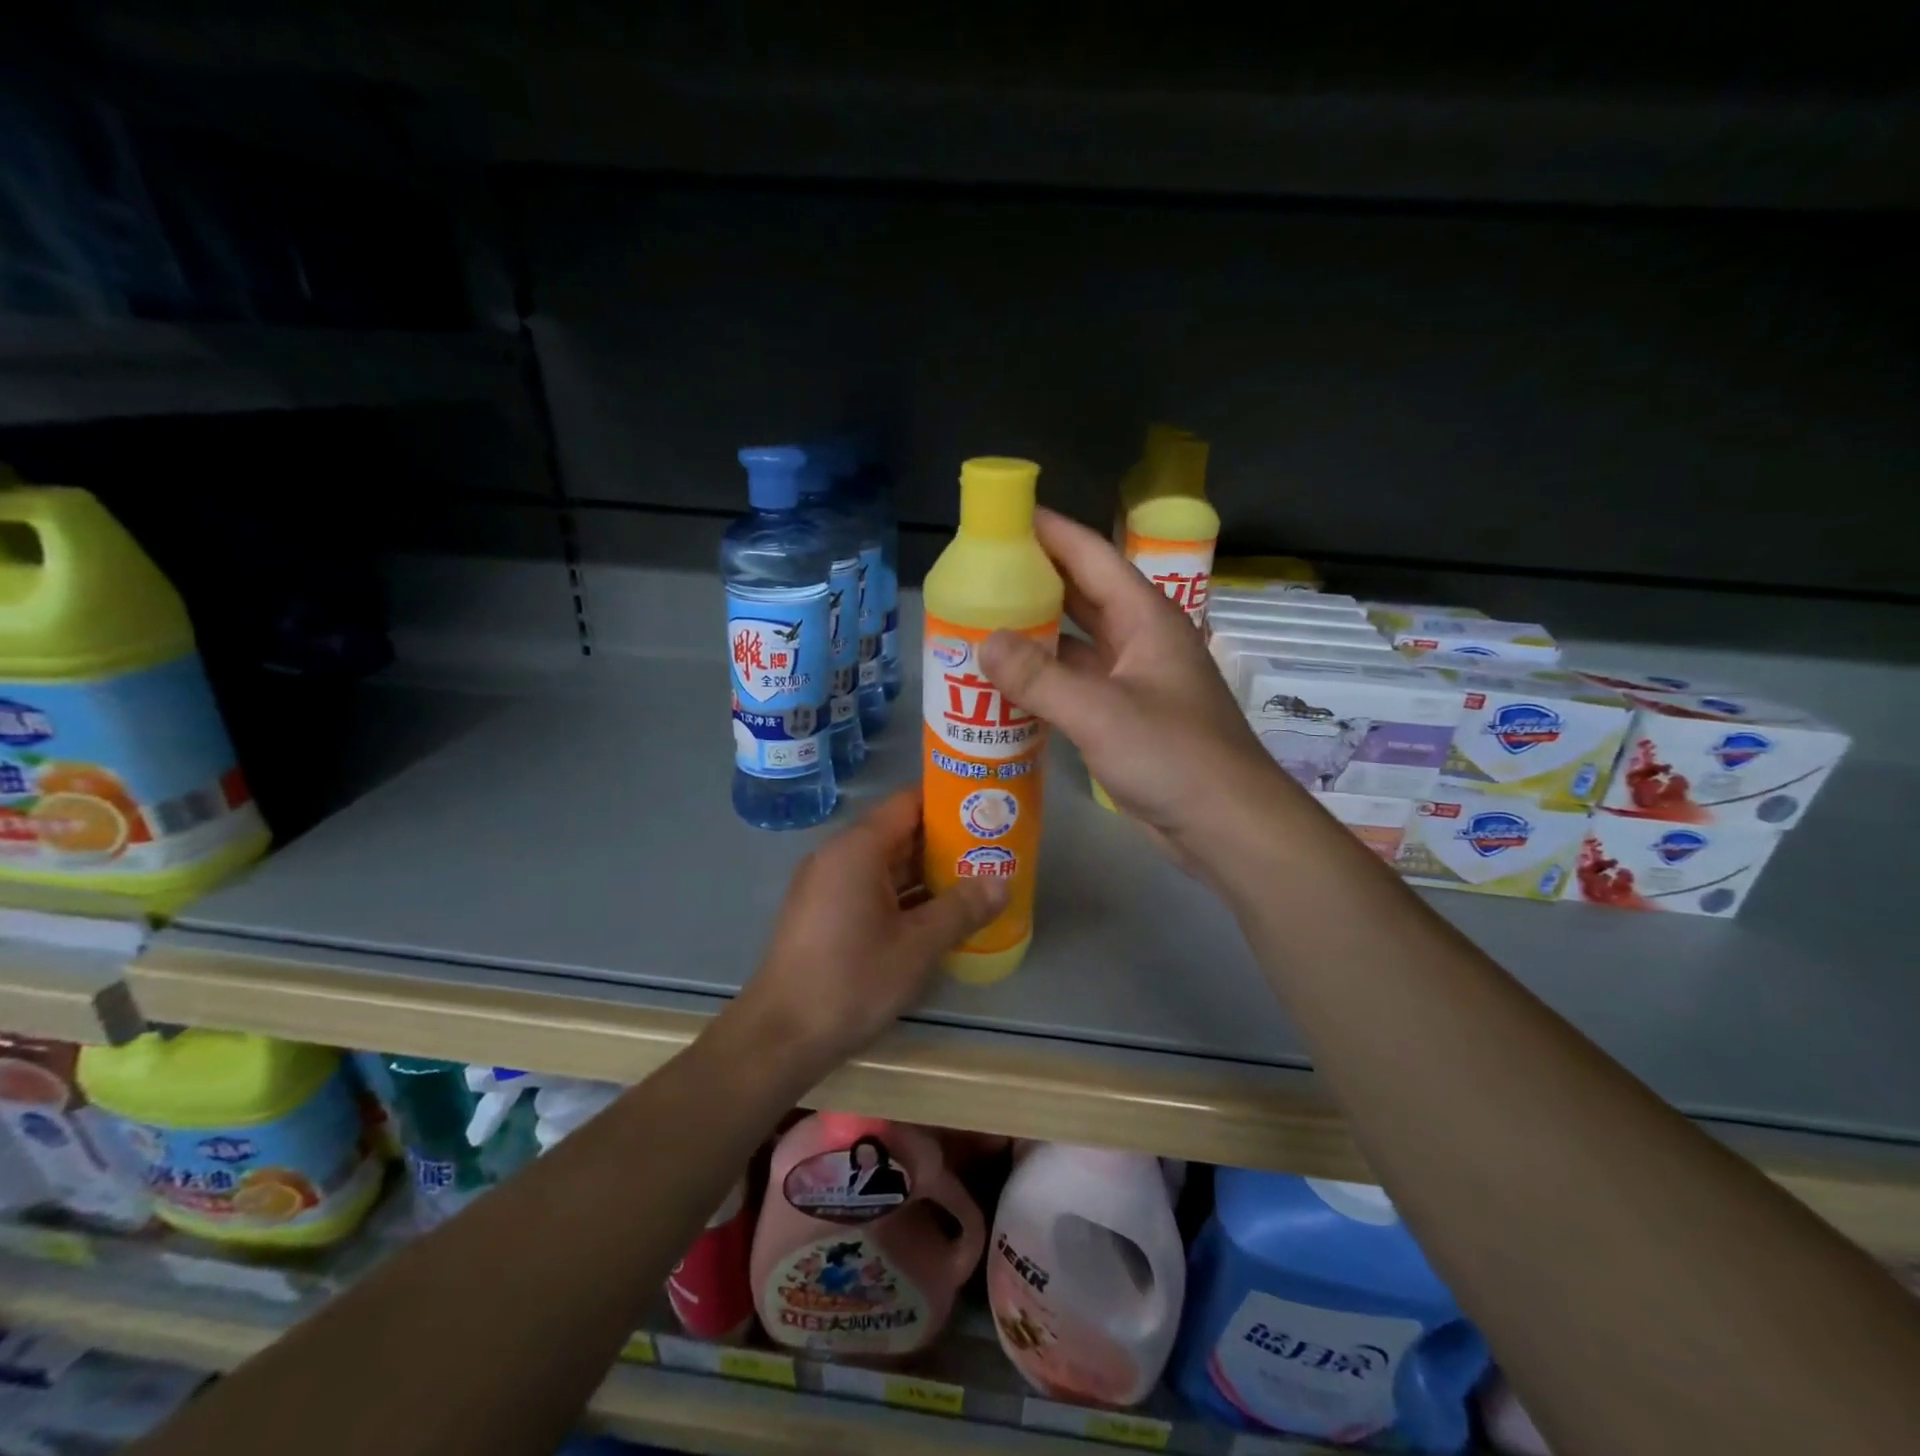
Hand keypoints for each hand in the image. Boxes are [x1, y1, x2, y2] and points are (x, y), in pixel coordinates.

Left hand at [734, 789, 1007, 1074]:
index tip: (986, 809)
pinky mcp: (825, 914)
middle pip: (899, 832)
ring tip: (977, 878)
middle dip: (946, 841)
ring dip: (928, 872)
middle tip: (993, 849)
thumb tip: (1003, 882)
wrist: (780, 1036)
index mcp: (858, 849)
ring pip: (887, 864)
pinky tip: (940, 913)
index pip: (909, 802)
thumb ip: (962, 909)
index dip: (949, 802)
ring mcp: (828, 886)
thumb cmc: (851, 980)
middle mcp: (839, 856)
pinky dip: (905, 895)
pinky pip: (872, 889)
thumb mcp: (917, 946)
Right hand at [979, 509, 1294, 864]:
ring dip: (1035, 635)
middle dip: (1034, 581)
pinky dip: (1044, 681)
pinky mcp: (1125, 718)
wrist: (1226, 824)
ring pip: (1076, 644)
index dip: (1049, 531)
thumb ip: (1039, 677)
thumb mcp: (1100, 712)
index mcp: (1145, 618)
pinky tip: (1007, 686)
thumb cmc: (1173, 756)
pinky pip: (1076, 685)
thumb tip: (983, 641)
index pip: (1091, 556)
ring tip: (980, 625)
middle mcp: (1140, 640)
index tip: (1002, 516)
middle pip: (1081, 595)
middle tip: (978, 573)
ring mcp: (1133, 680)